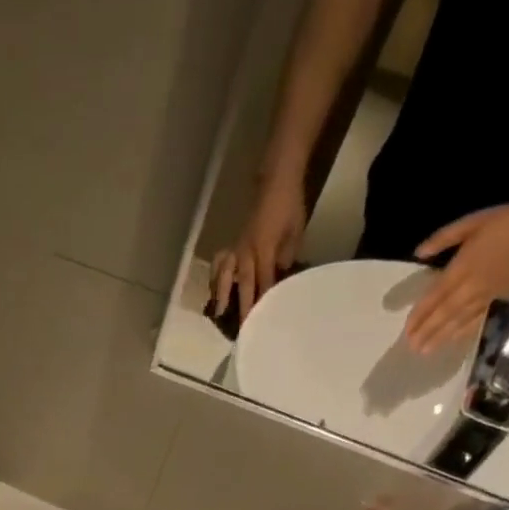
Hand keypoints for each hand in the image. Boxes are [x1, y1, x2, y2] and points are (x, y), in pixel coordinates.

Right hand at [210, 173, 307, 319]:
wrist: (276, 180)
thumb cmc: (290, 205)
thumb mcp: (295, 232)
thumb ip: (286, 257)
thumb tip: (279, 279)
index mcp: (266, 247)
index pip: (265, 281)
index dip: (264, 301)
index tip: (263, 321)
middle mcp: (247, 251)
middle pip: (244, 284)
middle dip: (243, 307)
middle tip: (241, 329)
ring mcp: (237, 247)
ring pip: (225, 275)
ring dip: (221, 295)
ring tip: (218, 313)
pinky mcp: (232, 244)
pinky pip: (220, 264)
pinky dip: (215, 277)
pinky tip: (214, 290)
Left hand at [404, 196, 508, 353]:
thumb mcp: (473, 222)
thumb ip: (444, 238)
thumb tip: (418, 253)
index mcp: (462, 267)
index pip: (434, 297)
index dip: (419, 315)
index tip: (406, 330)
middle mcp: (472, 286)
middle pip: (444, 314)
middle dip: (426, 332)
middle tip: (411, 348)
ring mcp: (488, 296)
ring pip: (459, 321)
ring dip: (440, 338)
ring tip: (424, 351)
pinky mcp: (503, 300)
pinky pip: (479, 320)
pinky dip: (464, 333)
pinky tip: (452, 342)